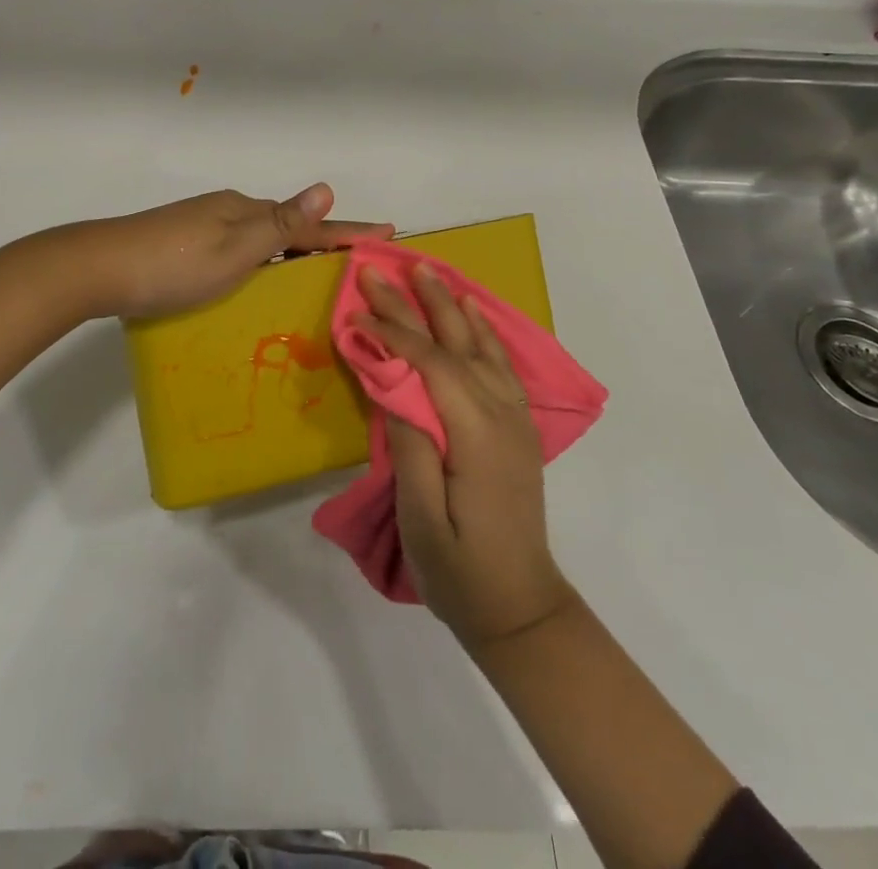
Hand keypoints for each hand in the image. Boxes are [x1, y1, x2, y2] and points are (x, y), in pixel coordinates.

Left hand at [68, 183, 392, 319]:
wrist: (97, 269)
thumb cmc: (172, 265)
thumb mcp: (234, 250)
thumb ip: (280, 224)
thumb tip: (326, 186)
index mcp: (244, 212)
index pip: (309, 222)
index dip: (347, 230)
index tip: (387, 232)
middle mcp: (228, 212)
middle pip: (287, 227)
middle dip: (322, 242)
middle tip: (354, 266)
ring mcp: (203, 226)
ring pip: (261, 238)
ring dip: (291, 254)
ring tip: (316, 279)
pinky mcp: (184, 244)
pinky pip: (239, 249)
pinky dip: (262, 262)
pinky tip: (260, 281)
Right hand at [354, 264, 578, 650]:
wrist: (521, 608)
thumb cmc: (459, 570)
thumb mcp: (421, 517)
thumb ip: (410, 445)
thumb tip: (393, 383)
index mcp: (476, 434)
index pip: (430, 364)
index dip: (392, 332)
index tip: (356, 307)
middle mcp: (501, 414)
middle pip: (454, 344)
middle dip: (414, 303)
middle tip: (380, 268)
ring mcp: (515, 418)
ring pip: (480, 345)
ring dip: (449, 305)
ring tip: (424, 270)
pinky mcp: (518, 427)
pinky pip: (501, 363)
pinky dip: (484, 330)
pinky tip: (471, 311)